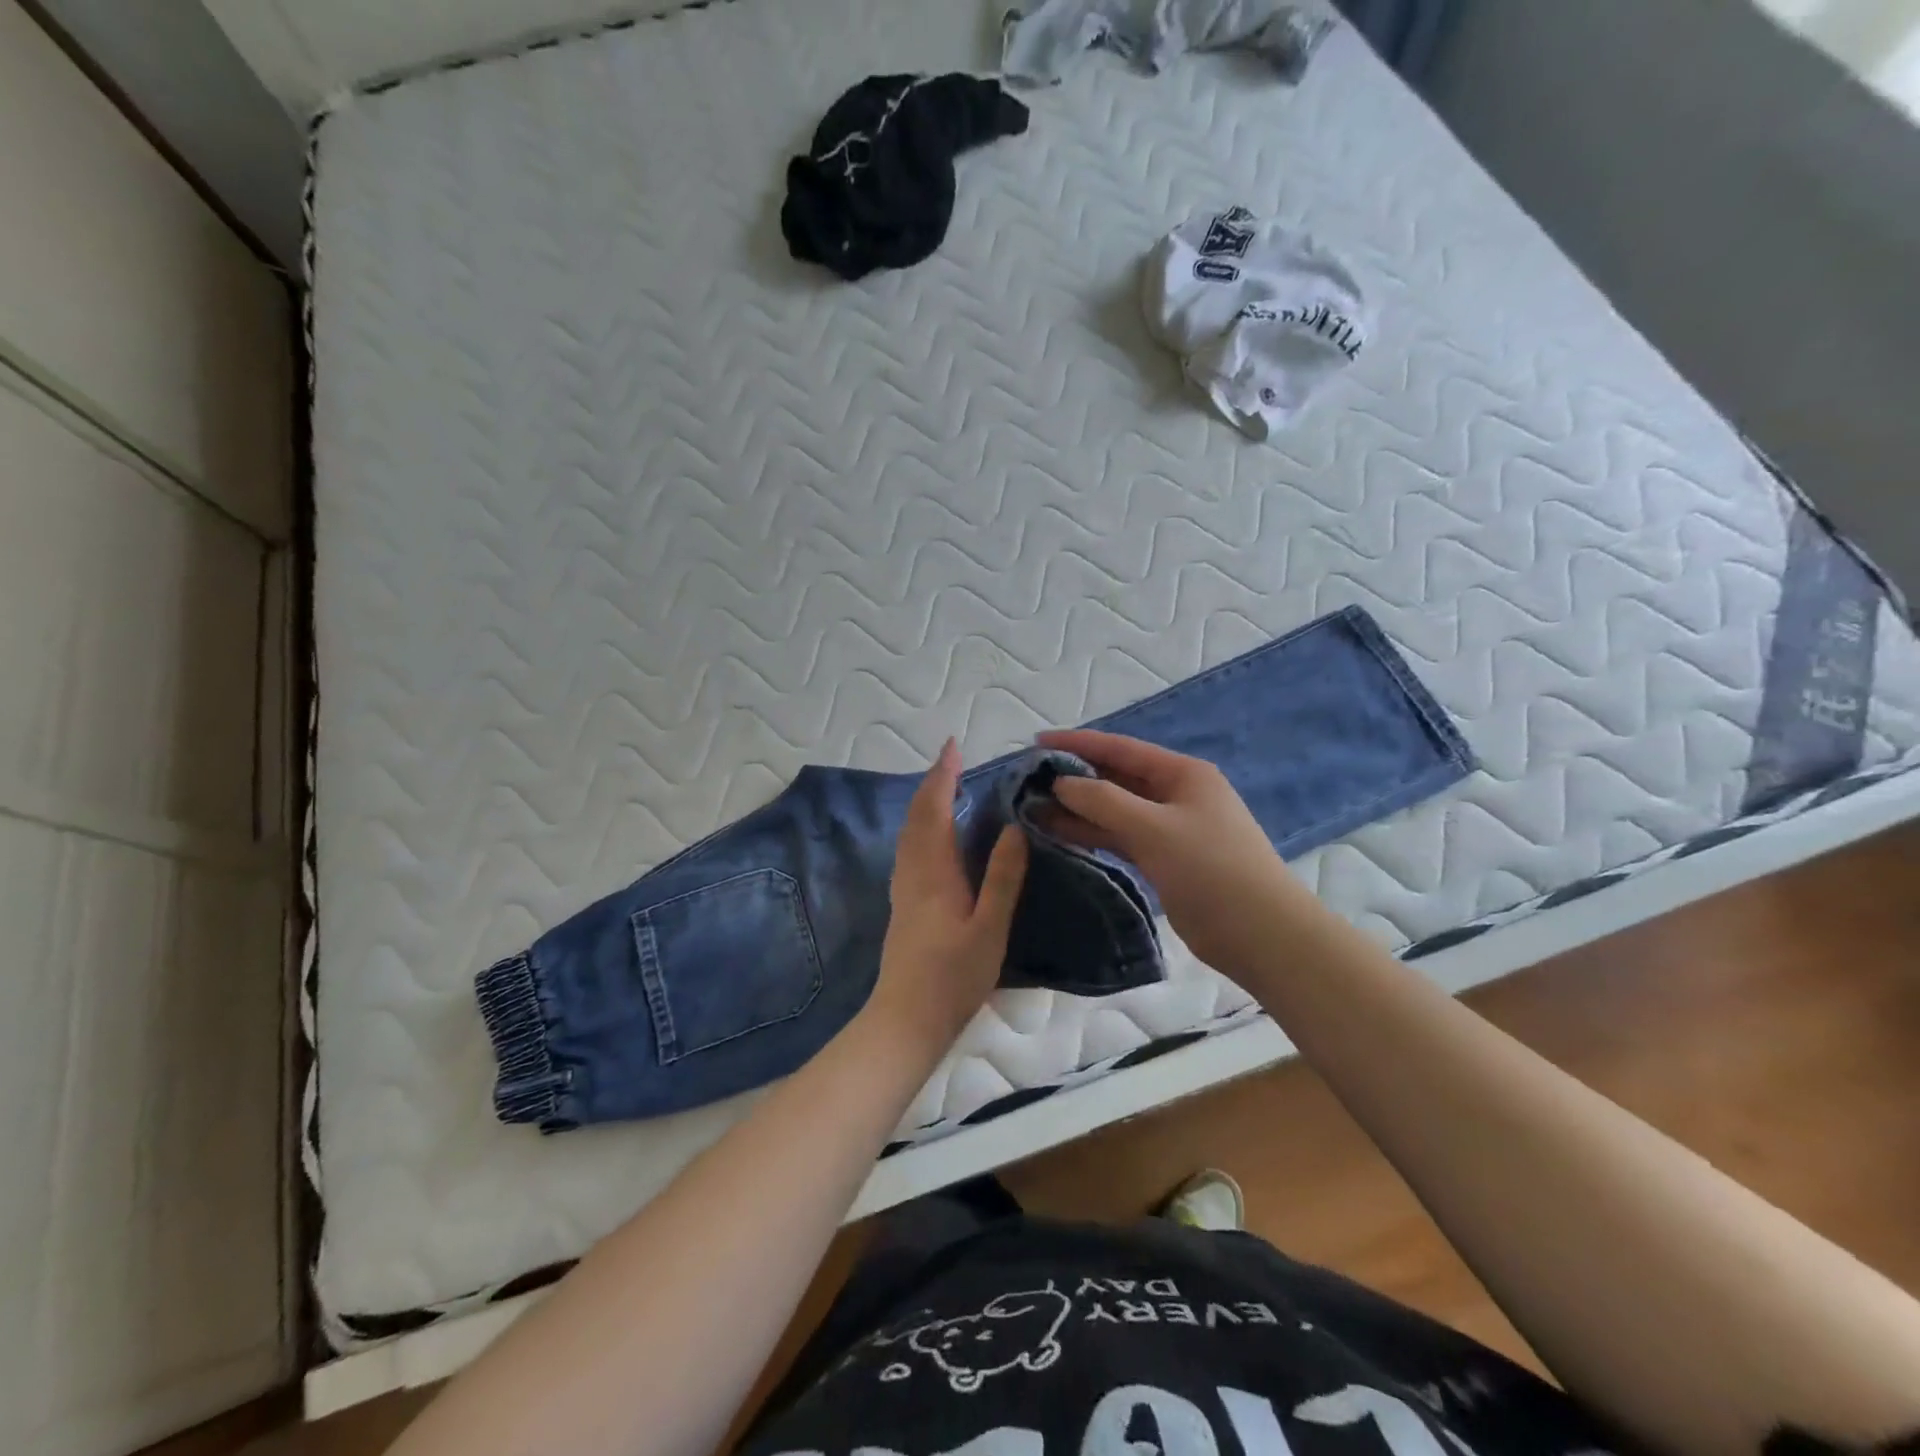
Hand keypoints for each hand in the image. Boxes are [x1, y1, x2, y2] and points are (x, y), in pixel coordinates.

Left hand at [865, 739, 1028, 1055]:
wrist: (906, 1019)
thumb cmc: (954, 976)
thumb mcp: (989, 928)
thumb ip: (1002, 878)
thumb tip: (1013, 829)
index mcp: (935, 872)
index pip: (936, 810)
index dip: (944, 776)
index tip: (954, 747)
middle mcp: (913, 871)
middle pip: (918, 816)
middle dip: (933, 783)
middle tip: (952, 759)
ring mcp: (904, 888)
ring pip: (909, 832)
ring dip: (925, 803)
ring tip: (946, 788)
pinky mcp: (903, 904)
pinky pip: (909, 848)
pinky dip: (921, 826)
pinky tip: (934, 837)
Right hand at [1036, 728, 1314, 977]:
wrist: (1260, 934)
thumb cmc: (1212, 870)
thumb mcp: (1154, 828)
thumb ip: (1104, 802)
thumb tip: (1061, 782)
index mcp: (1182, 774)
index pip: (1120, 749)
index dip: (1077, 743)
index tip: (1036, 743)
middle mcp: (1175, 794)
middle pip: (1116, 778)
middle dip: (1074, 778)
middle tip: (1028, 781)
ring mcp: (1170, 828)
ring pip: (1115, 810)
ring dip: (1078, 809)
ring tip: (1033, 808)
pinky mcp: (1164, 859)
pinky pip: (1120, 837)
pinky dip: (1093, 834)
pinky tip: (1060, 835)